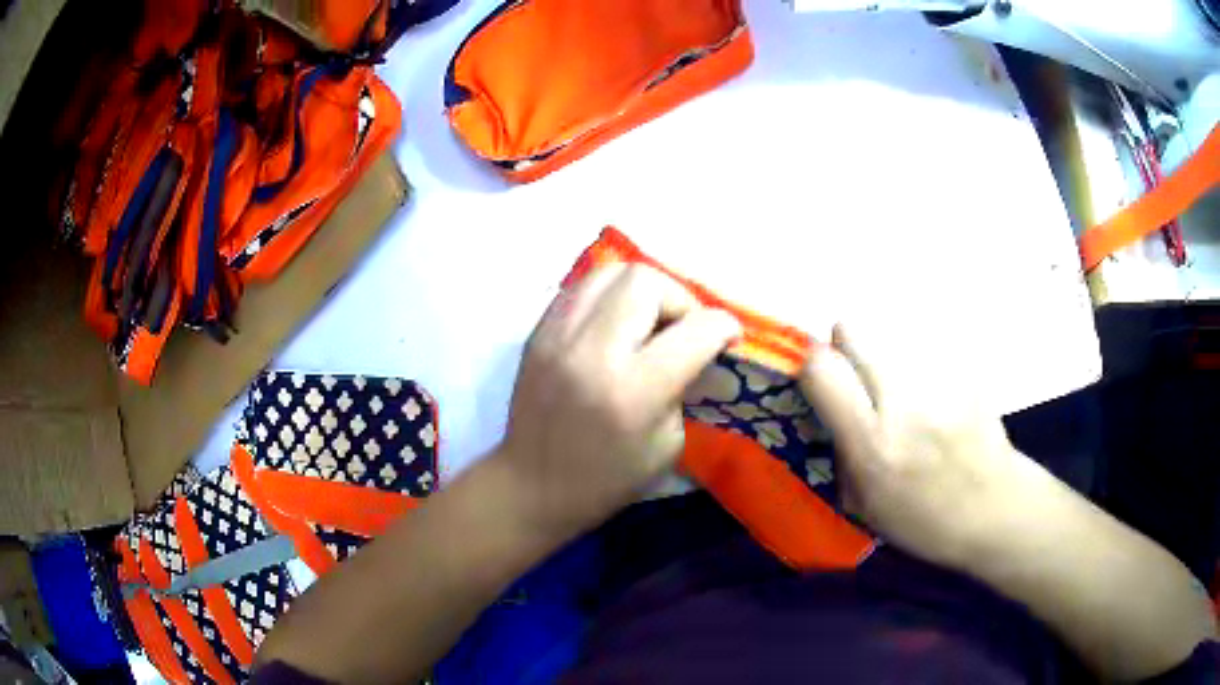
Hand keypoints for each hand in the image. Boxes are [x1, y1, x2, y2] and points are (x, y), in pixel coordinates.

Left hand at [498, 263, 740, 539]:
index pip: (695, 330)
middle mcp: (593, 351)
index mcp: (634, 391)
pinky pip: (582, 288)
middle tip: (681, 329)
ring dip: (643, 291)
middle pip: (646, 281)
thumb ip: (686, 385)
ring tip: (648, 322)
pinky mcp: (537, 332)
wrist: (531, 486)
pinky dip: (610, 298)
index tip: (729, 337)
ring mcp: (557, 336)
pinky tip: (615, 326)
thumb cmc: (608, 479)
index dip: (724, 327)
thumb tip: (698, 346)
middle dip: (679, 298)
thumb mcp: (668, 443)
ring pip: (611, 272)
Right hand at [798, 324, 1032, 569]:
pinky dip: (922, 367)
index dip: (813, 365)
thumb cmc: (926, 521)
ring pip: (891, 336)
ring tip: (908, 396)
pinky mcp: (965, 369)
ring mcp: (940, 381)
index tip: (822, 380)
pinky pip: (926, 348)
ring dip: (888, 360)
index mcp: (873, 445)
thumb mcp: (865, 506)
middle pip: (854, 329)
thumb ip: (842, 452)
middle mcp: (904, 403)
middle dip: (847, 348)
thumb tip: (829, 409)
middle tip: (862, 381)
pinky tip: (937, 399)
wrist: (996, 507)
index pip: (823, 369)